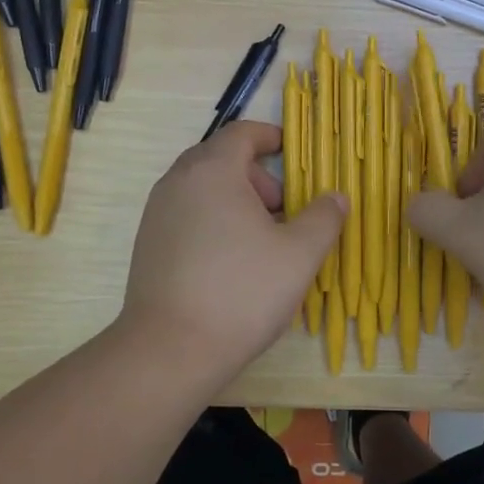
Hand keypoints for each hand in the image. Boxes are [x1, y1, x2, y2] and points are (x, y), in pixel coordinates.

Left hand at [118, 122, 345, 372]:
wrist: (170, 350)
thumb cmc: (241, 291)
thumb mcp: (299, 254)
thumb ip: (324, 218)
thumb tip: (336, 197)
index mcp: (212, 171)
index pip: (242, 133)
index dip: (270, 136)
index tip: (292, 153)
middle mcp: (178, 182)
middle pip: (221, 159)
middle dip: (257, 176)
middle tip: (283, 210)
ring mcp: (156, 213)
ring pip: (203, 188)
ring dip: (235, 200)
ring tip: (261, 241)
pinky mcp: (147, 244)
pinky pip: (186, 214)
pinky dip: (213, 220)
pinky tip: (230, 263)